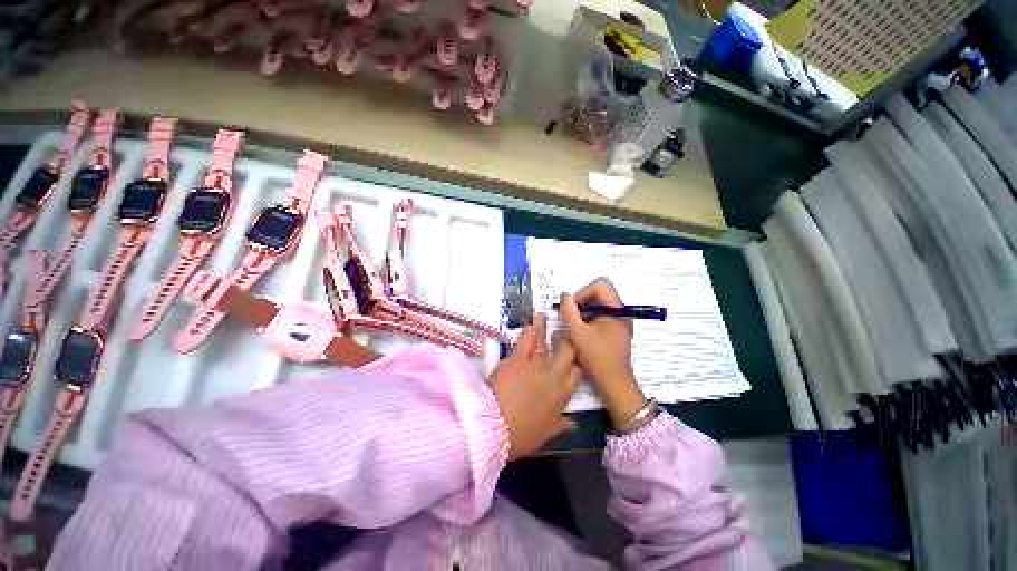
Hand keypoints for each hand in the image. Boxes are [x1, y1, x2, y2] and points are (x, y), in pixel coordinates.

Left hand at [489, 314, 581, 459]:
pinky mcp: (518, 358)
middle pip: (567, 352)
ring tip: (545, 316)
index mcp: (562, 396)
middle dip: (566, 342)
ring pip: (546, 341)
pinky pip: (527, 340)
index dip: (576, 364)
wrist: (494, 427)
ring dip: (546, 328)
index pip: (577, 374)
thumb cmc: (520, 436)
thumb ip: (560, 426)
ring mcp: (536, 364)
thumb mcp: (544, 436)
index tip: (574, 359)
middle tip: (562, 334)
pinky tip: (530, 322)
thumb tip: (573, 424)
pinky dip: (529, 330)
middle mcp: (553, 376)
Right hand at [558, 278, 647, 427]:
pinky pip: (600, 316)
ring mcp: (619, 321)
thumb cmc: (597, 357)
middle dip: (581, 302)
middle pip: (599, 293)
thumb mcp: (577, 332)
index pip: (600, 285)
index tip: (572, 308)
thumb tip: (565, 296)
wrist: (613, 383)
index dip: (582, 292)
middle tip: (571, 317)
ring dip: (583, 312)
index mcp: (617, 309)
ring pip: (598, 305)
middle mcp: (621, 312)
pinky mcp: (615, 330)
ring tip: (575, 327)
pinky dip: (588, 320)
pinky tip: (581, 333)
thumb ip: (568, 311)